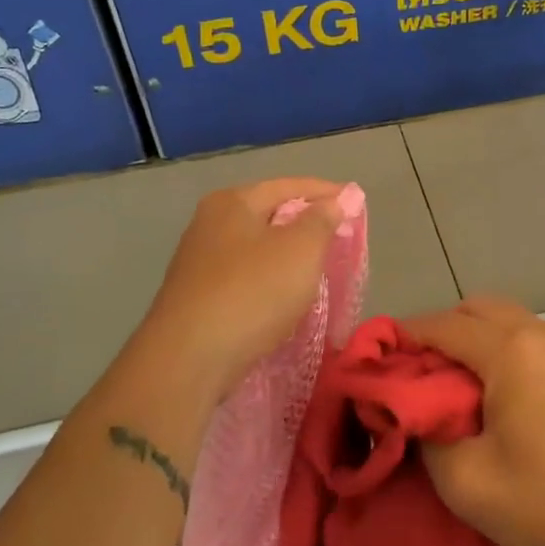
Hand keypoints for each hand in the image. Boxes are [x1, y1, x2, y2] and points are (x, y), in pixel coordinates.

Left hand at [136, 178, 348, 399]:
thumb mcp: (300, 250)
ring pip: (256, 248)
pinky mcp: (197, 297)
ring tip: (318, 267)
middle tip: (340, 236)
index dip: (325, 192)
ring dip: (287, 254)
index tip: (356, 203)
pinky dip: (269, 280)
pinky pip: (245, 277)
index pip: (289, 186)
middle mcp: (210, 224)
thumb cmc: (252, 292)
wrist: (189, 359)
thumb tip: (334, 200)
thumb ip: (322, 220)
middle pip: (269, 214)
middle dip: (305, 223)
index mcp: (232, 202)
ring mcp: (199, 262)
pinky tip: (283, 296)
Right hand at [404, 298, 544, 545]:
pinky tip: (509, 395)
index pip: (442, 326)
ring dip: (479, 339)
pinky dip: (511, 351)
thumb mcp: (464, 481)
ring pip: (510, 321)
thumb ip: (426, 435)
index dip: (406, 336)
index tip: (381, 355)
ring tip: (462, 384)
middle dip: (443, 331)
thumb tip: (414, 411)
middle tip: (421, 371)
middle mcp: (544, 333)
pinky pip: (538, 342)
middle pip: (478, 309)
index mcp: (511, 350)